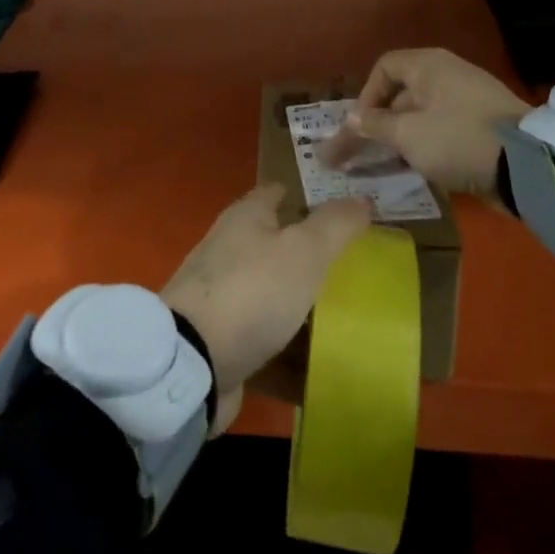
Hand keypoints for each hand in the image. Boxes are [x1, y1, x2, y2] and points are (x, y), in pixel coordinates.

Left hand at [162, 184, 371, 432]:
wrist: (193, 361)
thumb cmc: (252, 291)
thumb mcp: (304, 251)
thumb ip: (335, 224)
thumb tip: (361, 197)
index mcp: (245, 217)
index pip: (278, 192)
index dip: (308, 194)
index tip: (343, 206)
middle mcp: (228, 246)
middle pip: (272, 238)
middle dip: (306, 246)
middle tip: (353, 259)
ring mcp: (220, 291)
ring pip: (268, 283)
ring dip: (296, 291)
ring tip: (343, 304)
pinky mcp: (219, 333)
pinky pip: (261, 326)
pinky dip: (284, 332)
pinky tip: (313, 346)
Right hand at [320, 48, 530, 194]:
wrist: (526, 166)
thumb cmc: (457, 139)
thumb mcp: (407, 134)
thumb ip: (374, 125)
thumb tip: (351, 119)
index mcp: (429, 66)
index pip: (385, 67)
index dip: (366, 95)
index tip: (360, 126)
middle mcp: (448, 75)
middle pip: (402, 93)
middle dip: (378, 123)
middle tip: (362, 153)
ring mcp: (468, 101)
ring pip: (421, 115)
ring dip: (400, 138)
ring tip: (385, 165)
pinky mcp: (482, 127)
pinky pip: (442, 129)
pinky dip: (424, 145)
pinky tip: (416, 168)